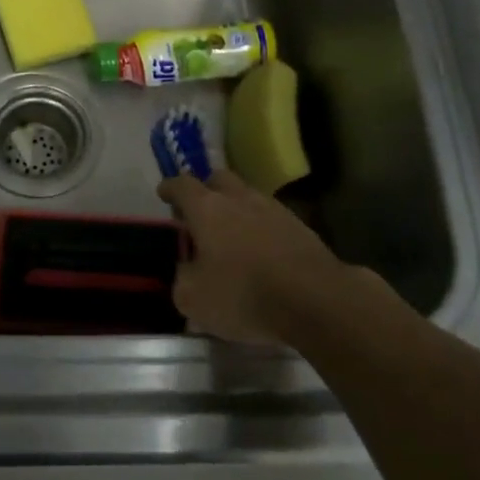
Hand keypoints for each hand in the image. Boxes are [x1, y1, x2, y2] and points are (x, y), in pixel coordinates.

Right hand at [158, 170, 349, 343]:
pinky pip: (271, 218)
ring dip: (236, 208)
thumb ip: (182, 279)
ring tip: (231, 234)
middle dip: (205, 189)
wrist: (317, 301)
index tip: (163, 192)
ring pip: (247, 197)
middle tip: (198, 212)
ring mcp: (274, 209)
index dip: (170, 187)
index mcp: (207, 208)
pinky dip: (260, 228)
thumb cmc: (244, 295)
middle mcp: (240, 198)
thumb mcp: (193, 298)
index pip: (181, 185)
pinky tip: (260, 251)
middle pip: (218, 179)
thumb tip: (186, 271)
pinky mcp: (301, 227)